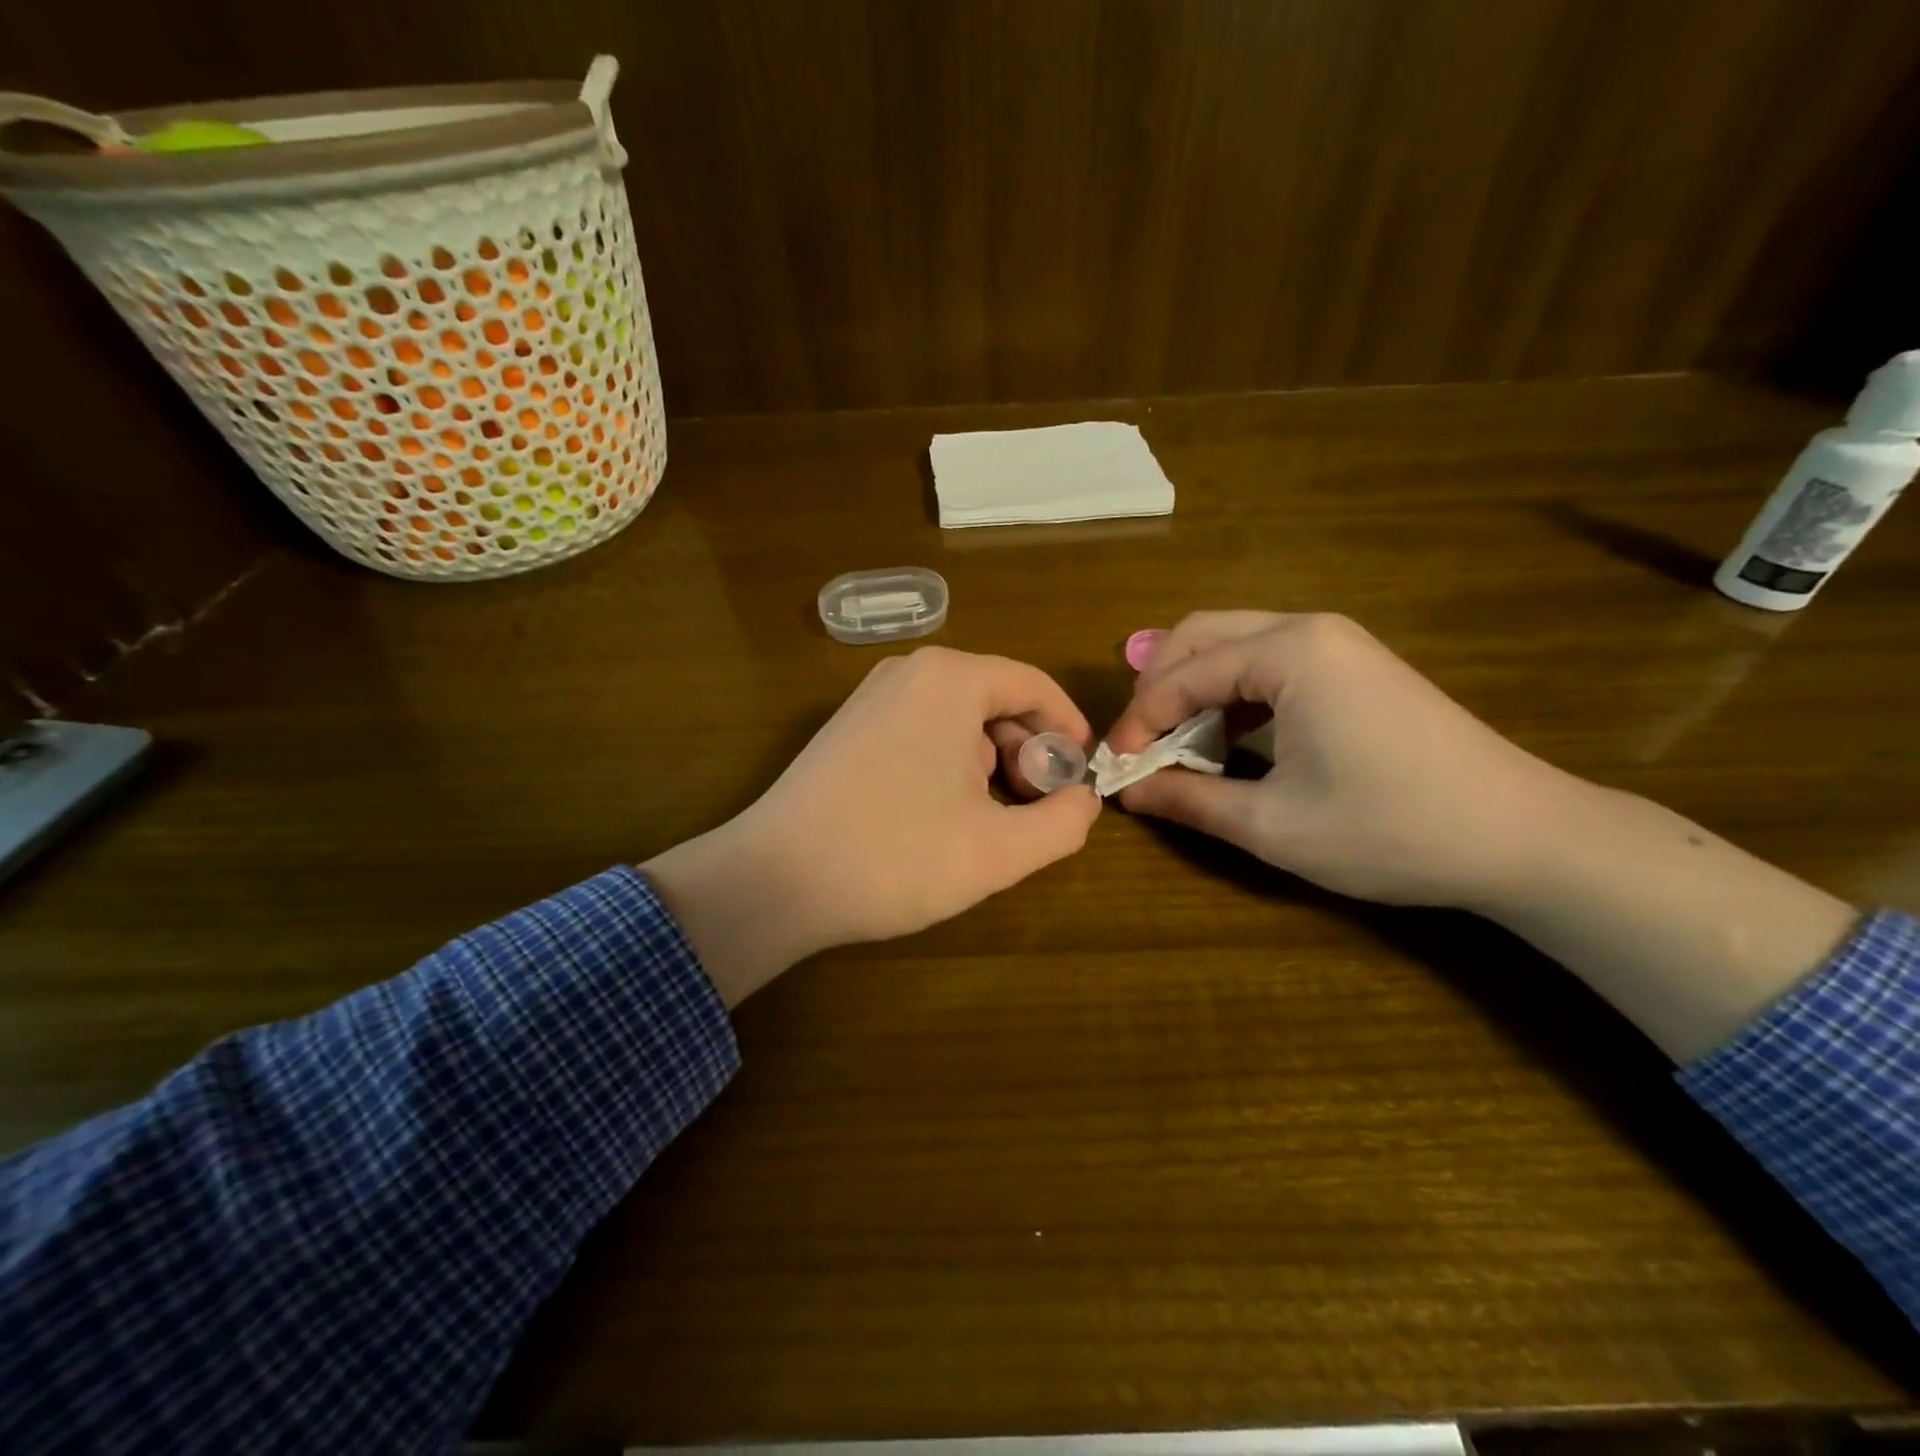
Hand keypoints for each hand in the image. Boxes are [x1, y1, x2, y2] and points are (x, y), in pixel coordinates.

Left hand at [646, 647, 1099, 1004]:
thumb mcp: (999, 851)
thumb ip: (1063, 823)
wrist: (774, 880)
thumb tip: (1083, 800)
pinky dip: (947, 766)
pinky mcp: (846, 730)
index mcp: (950, 680)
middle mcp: (908, 673)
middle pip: (994, 700)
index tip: (1081, 775)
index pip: (1032, 685)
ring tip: (988, 822)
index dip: (1068, 728)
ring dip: (988, 765)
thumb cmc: (895, 856)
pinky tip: (940, 817)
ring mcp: (869, 699)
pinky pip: (920, 733)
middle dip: (1027, 752)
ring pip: (957, 721)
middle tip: (1035, 808)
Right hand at [1106, 611, 1564, 907]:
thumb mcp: (1274, 825)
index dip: (1138, 722)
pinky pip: (1268, 663)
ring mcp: (1337, 644)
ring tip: (1175, 745)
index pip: (1181, 674)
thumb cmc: (1390, 829)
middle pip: (1200, 636)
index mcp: (1288, 653)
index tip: (1114, 768)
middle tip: (1140, 746)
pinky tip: (1227, 739)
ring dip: (1192, 689)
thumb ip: (1189, 802)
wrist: (1524, 837)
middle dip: (1157, 689)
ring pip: (1233, 645)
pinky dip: (1231, 694)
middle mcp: (1308, 629)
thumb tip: (1128, 792)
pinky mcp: (1354, 667)